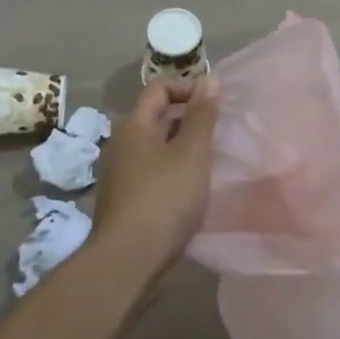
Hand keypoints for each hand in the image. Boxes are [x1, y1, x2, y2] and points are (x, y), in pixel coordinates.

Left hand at [89, 77, 221, 284]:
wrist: (129, 260)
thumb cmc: (164, 198)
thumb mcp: (192, 153)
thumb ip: (202, 115)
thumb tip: (211, 78)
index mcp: (134, 125)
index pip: (159, 88)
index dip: (188, 89)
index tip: (216, 105)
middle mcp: (121, 143)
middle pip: (157, 117)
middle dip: (188, 120)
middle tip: (219, 133)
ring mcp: (120, 173)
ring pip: (156, 147)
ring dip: (182, 148)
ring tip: (211, 162)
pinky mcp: (125, 200)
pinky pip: (152, 173)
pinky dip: (173, 172)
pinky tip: (192, 190)